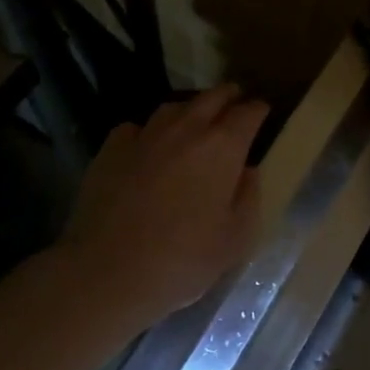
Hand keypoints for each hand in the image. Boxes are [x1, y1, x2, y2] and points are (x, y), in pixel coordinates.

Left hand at [56, 85, 268, 320]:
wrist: (106, 273)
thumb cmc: (182, 259)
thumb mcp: (236, 239)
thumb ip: (248, 197)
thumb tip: (247, 172)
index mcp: (223, 147)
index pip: (249, 113)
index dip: (258, 110)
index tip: (263, 113)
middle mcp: (186, 129)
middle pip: (212, 97)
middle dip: (228, 96)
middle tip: (235, 104)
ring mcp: (145, 136)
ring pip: (173, 107)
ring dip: (190, 110)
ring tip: (194, 123)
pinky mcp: (110, 150)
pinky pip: (136, 128)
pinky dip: (148, 132)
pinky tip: (147, 148)